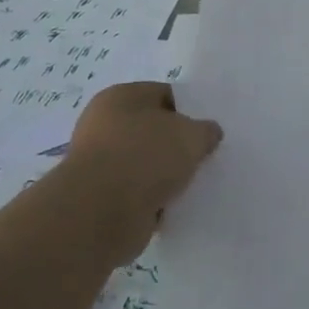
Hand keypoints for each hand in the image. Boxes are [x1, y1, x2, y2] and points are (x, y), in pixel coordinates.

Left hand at [60, 82, 221, 261]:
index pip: (164, 94)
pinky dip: (154, 200)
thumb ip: (205, 131)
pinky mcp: (100, 198)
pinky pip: (137, 193)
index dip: (189, 110)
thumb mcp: (191, 135)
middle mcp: (104, 124)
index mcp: (121, 96)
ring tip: (193, 185)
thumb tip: (208, 134)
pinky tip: (174, 206)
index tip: (208, 130)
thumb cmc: (145, 157)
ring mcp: (100, 162)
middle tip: (204, 157)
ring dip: (166, 175)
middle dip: (177, 145)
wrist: (100, 214)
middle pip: (153, 130)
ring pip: (145, 164)